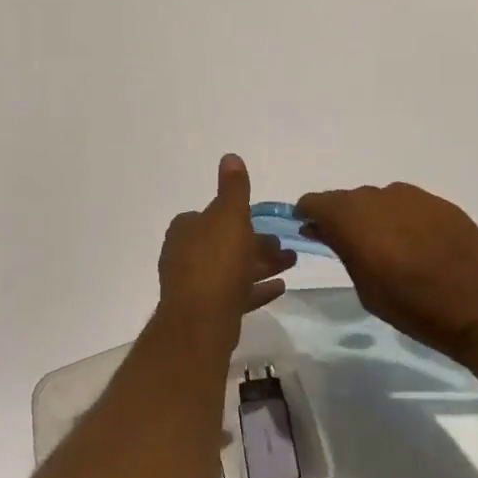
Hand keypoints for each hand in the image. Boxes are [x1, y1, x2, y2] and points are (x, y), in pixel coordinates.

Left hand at [158, 154, 295, 339]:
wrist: (201, 320)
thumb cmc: (216, 261)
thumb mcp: (229, 216)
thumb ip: (233, 188)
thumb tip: (230, 156)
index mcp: (186, 229)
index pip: (212, 215)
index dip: (238, 217)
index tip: (264, 222)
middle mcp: (185, 254)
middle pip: (225, 243)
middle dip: (256, 243)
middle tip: (286, 248)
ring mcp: (194, 284)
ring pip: (232, 269)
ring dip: (261, 265)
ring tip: (291, 264)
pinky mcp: (206, 310)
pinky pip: (235, 294)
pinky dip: (255, 289)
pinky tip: (280, 288)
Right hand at [294, 182, 477, 355]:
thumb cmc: (413, 308)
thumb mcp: (365, 286)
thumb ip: (342, 250)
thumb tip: (324, 229)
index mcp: (353, 218)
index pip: (316, 202)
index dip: (309, 214)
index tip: (310, 229)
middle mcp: (380, 197)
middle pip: (348, 199)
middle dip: (342, 217)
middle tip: (349, 245)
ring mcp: (414, 197)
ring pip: (379, 200)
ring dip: (374, 217)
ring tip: (387, 247)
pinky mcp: (442, 204)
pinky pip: (408, 205)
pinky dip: (402, 219)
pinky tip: (416, 245)